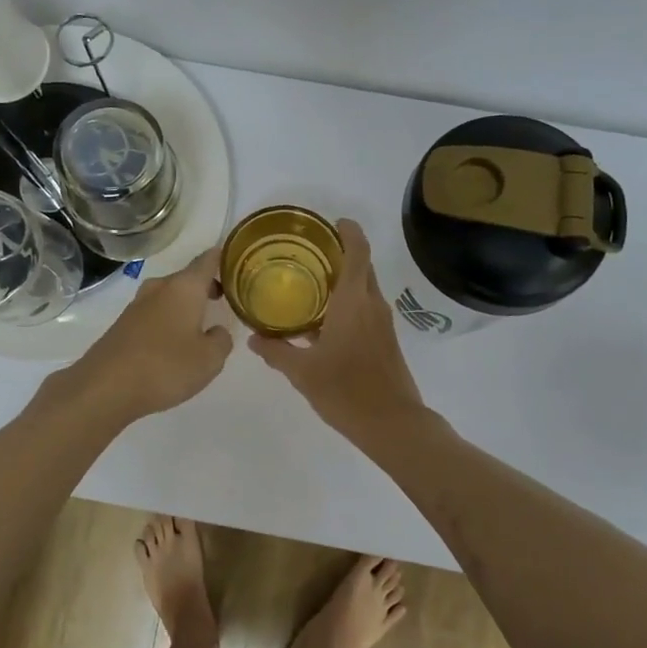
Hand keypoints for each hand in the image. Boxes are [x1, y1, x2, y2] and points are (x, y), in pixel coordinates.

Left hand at [64, 246, 233, 422]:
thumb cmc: (165, 367)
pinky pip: (154, 314)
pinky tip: (173, 344)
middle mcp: (160, 288)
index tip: (236, 261)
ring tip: (200, 325)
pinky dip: (168, 321)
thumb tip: (216, 331)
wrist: (105, 388)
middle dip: (205, 286)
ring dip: (185, 305)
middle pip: (187, 278)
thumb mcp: (209, 359)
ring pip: (169, 296)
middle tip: (223, 300)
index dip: (223, 257)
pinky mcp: (123, 325)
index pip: (208, 260)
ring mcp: (137, 305)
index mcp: (184, 287)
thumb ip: (221, 340)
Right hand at [249, 220, 429, 440]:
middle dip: (341, 255)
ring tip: (310, 285)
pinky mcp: (386, 341)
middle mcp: (372, 305)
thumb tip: (253, 338)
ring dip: (344, 281)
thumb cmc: (346, 391)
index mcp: (354, 302)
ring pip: (365, 289)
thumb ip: (277, 351)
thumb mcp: (303, 372)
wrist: (393, 423)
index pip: (358, 252)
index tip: (333, 223)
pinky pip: (366, 309)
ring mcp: (383, 323)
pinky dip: (348, 303)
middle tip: (308, 255)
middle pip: (362, 267)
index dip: (349, 232)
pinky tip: (324, 321)